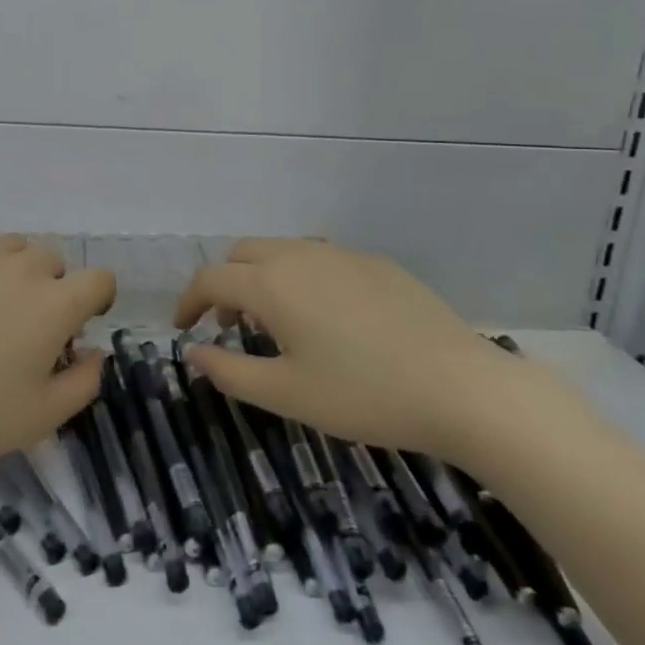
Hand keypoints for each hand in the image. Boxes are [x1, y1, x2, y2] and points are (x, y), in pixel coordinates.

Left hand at [0, 233, 114, 484]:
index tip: (80, 323)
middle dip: (51, 287)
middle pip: (52, 259)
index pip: (100, 278)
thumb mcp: (46, 416)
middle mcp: (22, 268)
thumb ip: (85, 380)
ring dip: (12, 270)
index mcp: (56, 304)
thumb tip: (94, 351)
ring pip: (11, 247)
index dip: (97, 298)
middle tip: (26, 326)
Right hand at [173, 238, 511, 461]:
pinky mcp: (377, 263)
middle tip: (229, 326)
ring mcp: (343, 254)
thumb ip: (229, 371)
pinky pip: (322, 257)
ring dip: (262, 276)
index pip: (210, 278)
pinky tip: (327, 317)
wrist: (461, 387)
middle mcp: (301, 254)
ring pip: (283, 249)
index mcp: (271, 283)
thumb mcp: (286, 394)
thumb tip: (193, 351)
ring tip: (275, 320)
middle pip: (243, 253)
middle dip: (224, 283)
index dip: (188, 302)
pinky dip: (301, 276)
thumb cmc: (363, 394)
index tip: (184, 330)